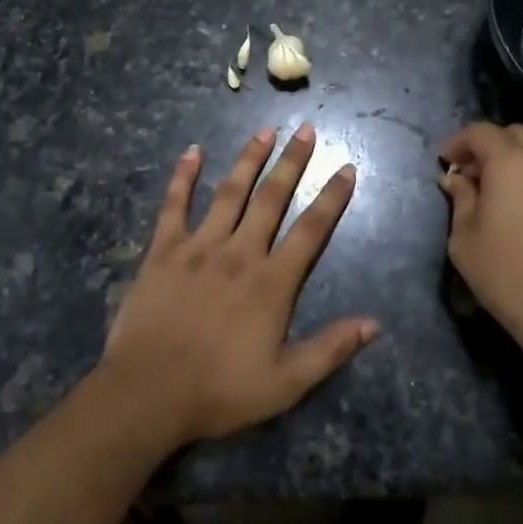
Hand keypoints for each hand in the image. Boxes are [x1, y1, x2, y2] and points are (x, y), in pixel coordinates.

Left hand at [101, 125, 378, 446]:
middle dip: (292, 162)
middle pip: (272, 198)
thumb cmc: (219, 391)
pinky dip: (184, 176)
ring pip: (230, 192)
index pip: (310, 230)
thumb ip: (330, 349)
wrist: (149, 392)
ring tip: (265, 130)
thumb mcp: (285, 383)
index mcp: (272, 282)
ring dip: (249, 159)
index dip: (331, 197)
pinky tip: (192, 151)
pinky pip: (175, 204)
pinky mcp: (165, 249)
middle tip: (306, 130)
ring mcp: (200, 246)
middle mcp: (240, 252)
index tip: (346, 167)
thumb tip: (374, 323)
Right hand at [437, 122, 522, 372]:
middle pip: (514, 135)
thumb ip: (460, 200)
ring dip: (517, 162)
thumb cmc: (510, 278)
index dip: (458, 142)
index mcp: (512, 162)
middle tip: (472, 176)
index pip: (480, 132)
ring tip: (502, 194)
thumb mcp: (465, 240)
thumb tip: (456, 180)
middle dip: (489, 147)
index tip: (446, 163)